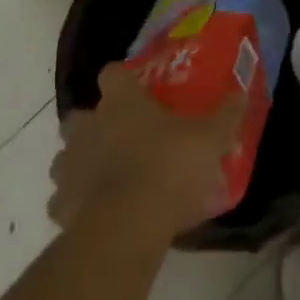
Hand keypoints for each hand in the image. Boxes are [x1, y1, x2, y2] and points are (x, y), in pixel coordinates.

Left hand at [50, 63, 242, 241]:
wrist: (126, 226)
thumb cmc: (169, 168)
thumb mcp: (209, 139)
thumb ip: (225, 115)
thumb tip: (239, 94)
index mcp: (121, 102)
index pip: (112, 74)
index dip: (123, 80)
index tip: (137, 91)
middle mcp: (88, 126)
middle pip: (80, 115)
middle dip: (95, 124)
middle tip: (121, 138)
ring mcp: (69, 164)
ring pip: (67, 155)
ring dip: (81, 163)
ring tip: (107, 179)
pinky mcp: (60, 204)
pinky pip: (63, 198)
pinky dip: (75, 203)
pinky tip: (96, 214)